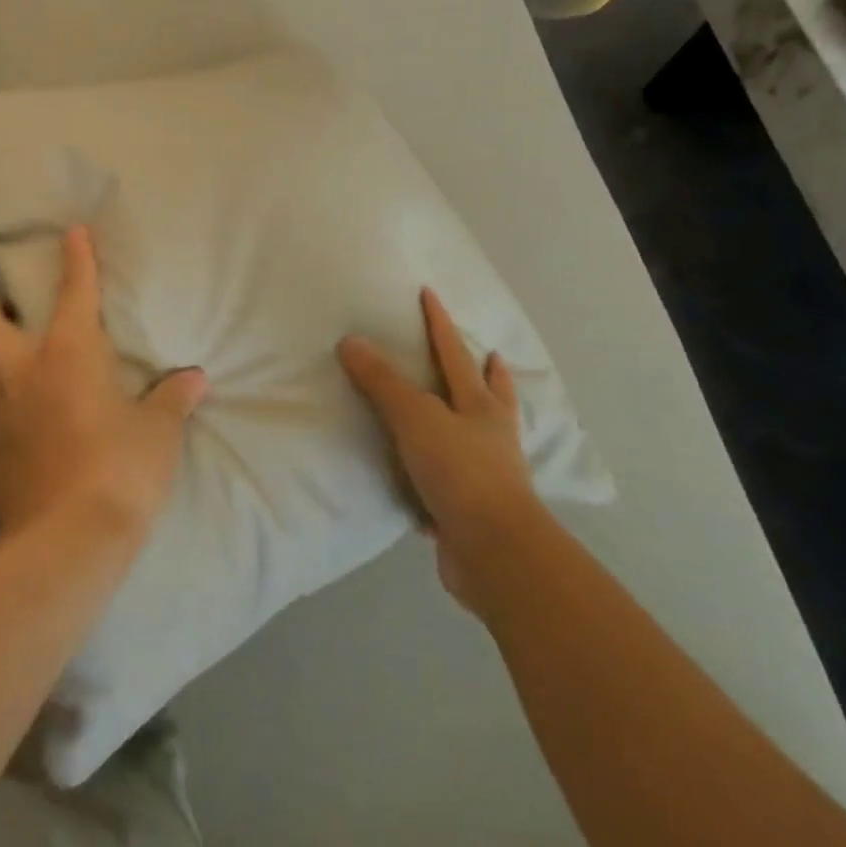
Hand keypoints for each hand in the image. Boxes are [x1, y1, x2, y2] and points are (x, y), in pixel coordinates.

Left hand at [0, 225, 208, 544]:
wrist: (64, 544)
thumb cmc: (119, 471)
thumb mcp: (157, 433)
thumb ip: (172, 399)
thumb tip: (194, 379)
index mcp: (67, 351)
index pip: (73, 289)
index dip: (76, 256)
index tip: (73, 232)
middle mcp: (20, 369)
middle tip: (19, 316)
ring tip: (20, 365)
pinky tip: (23, 415)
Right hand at [338, 289, 546, 620]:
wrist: (495, 552)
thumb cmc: (460, 472)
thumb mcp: (416, 418)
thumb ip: (383, 382)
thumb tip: (351, 341)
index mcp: (480, 406)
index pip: (454, 353)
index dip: (439, 323)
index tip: (430, 294)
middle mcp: (490, 436)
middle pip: (491, 395)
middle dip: (489, 374)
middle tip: (490, 355)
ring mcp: (489, 474)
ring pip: (483, 436)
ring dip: (477, 420)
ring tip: (472, 411)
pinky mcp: (475, 510)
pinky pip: (460, 479)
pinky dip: (452, 471)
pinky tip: (437, 478)